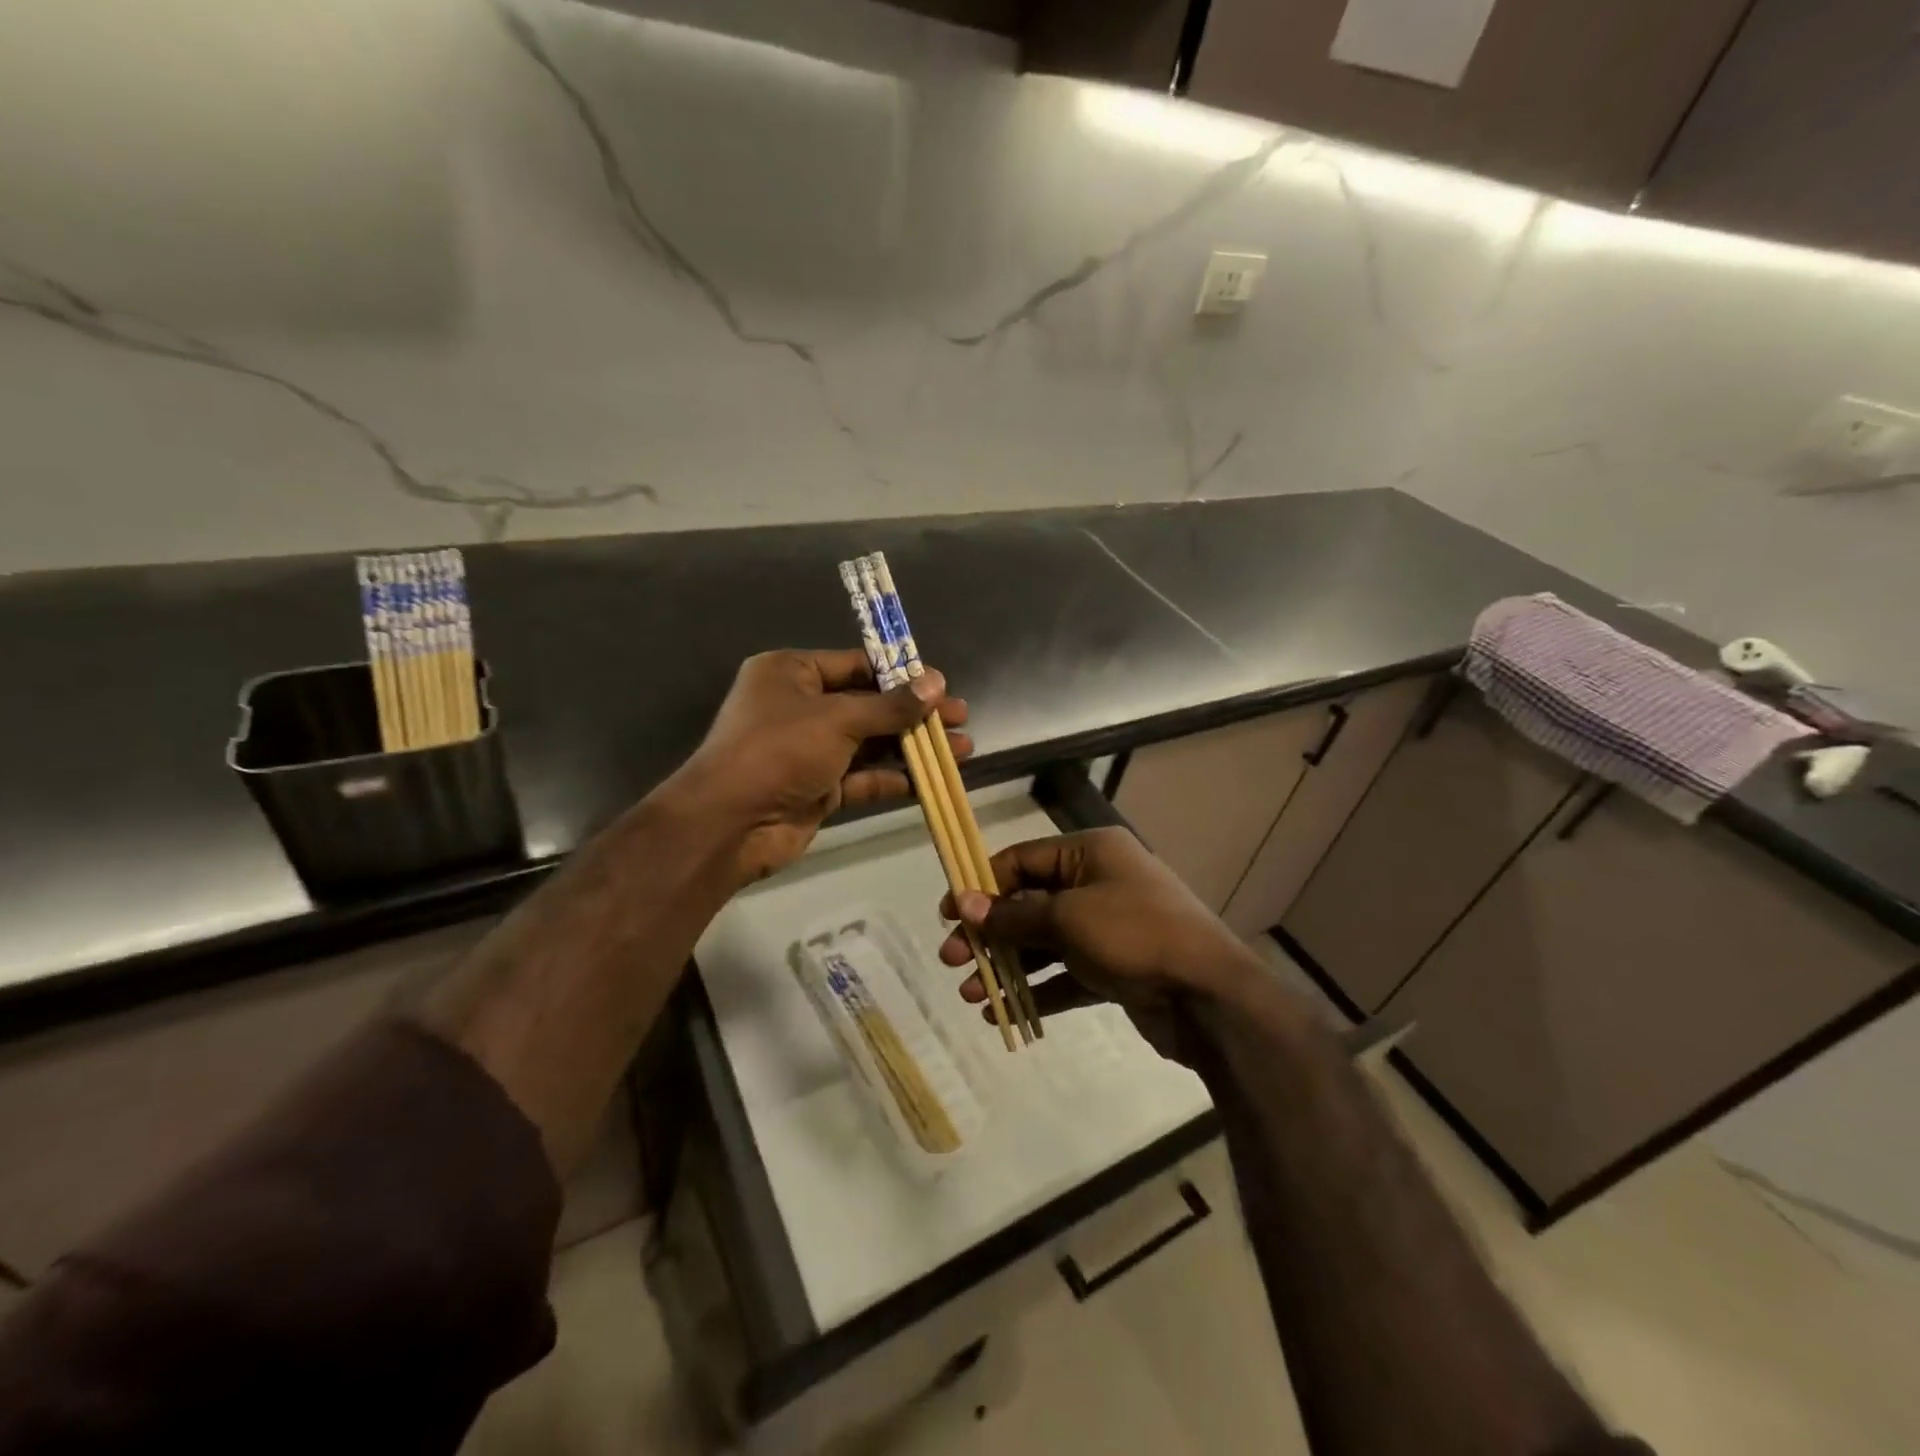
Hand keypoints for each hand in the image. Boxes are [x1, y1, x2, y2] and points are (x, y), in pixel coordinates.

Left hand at [671, 649, 969, 885]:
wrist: (730, 824)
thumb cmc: (779, 750)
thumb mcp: (838, 719)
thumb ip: (890, 705)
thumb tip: (936, 683)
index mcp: (792, 673)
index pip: (855, 665)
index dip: (900, 674)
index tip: (940, 684)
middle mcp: (800, 707)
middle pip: (868, 705)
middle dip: (914, 713)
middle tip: (960, 717)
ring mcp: (809, 750)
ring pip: (870, 743)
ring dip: (912, 746)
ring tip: (961, 749)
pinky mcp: (818, 788)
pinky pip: (862, 777)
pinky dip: (894, 777)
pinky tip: (931, 780)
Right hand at [938, 828, 1268, 1064]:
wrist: (1210, 997)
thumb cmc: (1135, 935)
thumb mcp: (1068, 918)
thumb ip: (1013, 914)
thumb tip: (964, 903)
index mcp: (1090, 853)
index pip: (1023, 860)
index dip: (982, 885)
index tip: (948, 914)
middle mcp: (1098, 883)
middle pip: (1029, 903)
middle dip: (990, 933)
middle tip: (952, 960)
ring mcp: (1109, 928)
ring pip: (1045, 943)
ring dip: (1007, 966)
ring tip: (970, 994)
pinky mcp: (1115, 968)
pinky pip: (1066, 974)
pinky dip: (1037, 990)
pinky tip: (1002, 1014)